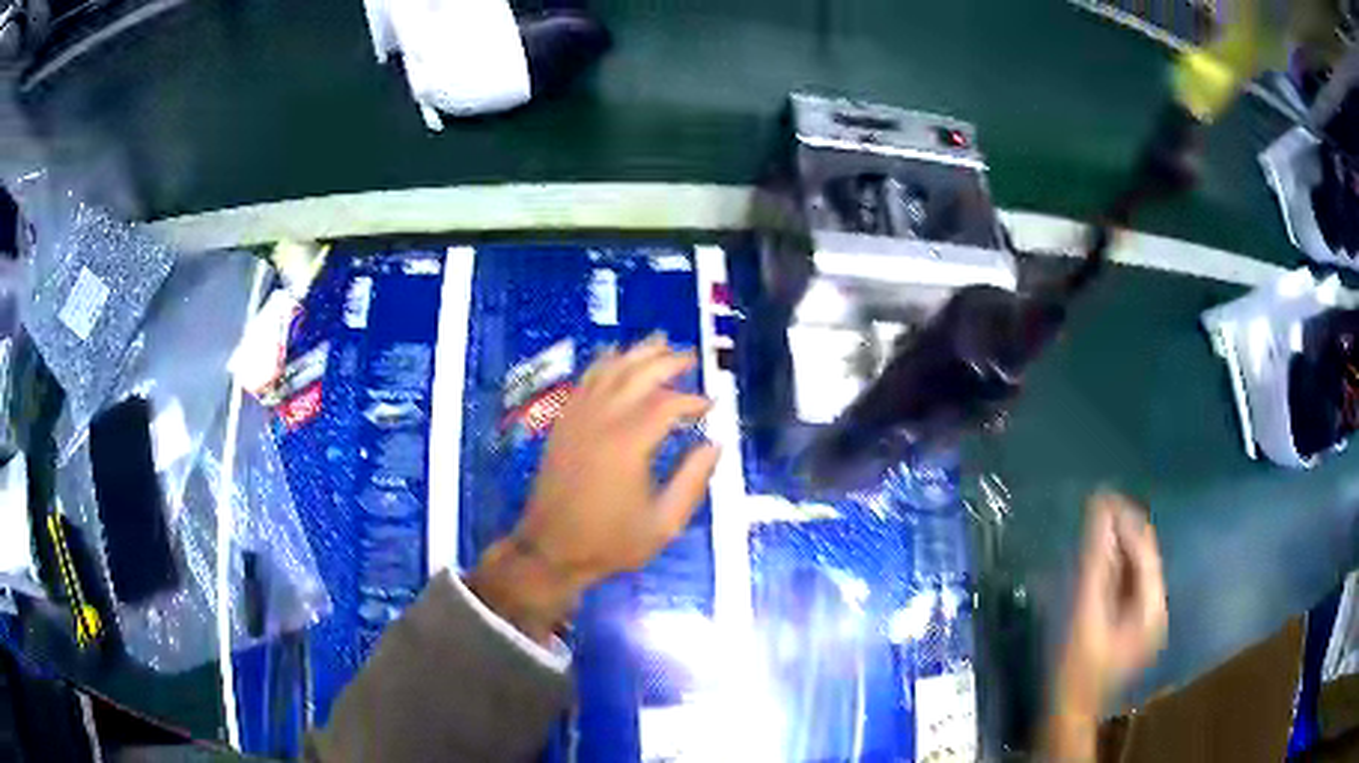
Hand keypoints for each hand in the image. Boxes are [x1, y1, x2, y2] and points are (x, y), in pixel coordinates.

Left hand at [467, 337, 719, 642]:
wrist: (551, 549)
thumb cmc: (611, 542)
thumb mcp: (664, 524)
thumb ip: (693, 481)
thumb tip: (715, 445)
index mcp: (629, 444)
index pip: (668, 404)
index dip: (693, 400)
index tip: (711, 405)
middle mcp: (602, 420)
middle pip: (638, 374)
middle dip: (668, 361)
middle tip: (692, 356)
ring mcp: (578, 418)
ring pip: (609, 370)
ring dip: (636, 352)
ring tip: (659, 340)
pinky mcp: (563, 422)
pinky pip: (585, 381)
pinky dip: (603, 362)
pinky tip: (615, 354)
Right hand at [1043, 492, 1166, 760]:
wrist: (1069, 710)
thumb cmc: (1077, 666)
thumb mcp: (1085, 611)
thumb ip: (1096, 562)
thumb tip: (1100, 513)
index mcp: (1152, 607)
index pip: (1146, 550)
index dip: (1127, 521)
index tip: (1104, 496)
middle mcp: (1156, 608)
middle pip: (1144, 558)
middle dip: (1123, 531)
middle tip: (1098, 505)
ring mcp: (1147, 618)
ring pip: (1137, 569)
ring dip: (1119, 546)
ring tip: (1097, 522)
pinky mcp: (1134, 624)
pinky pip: (1129, 584)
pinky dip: (1116, 567)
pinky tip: (1100, 555)